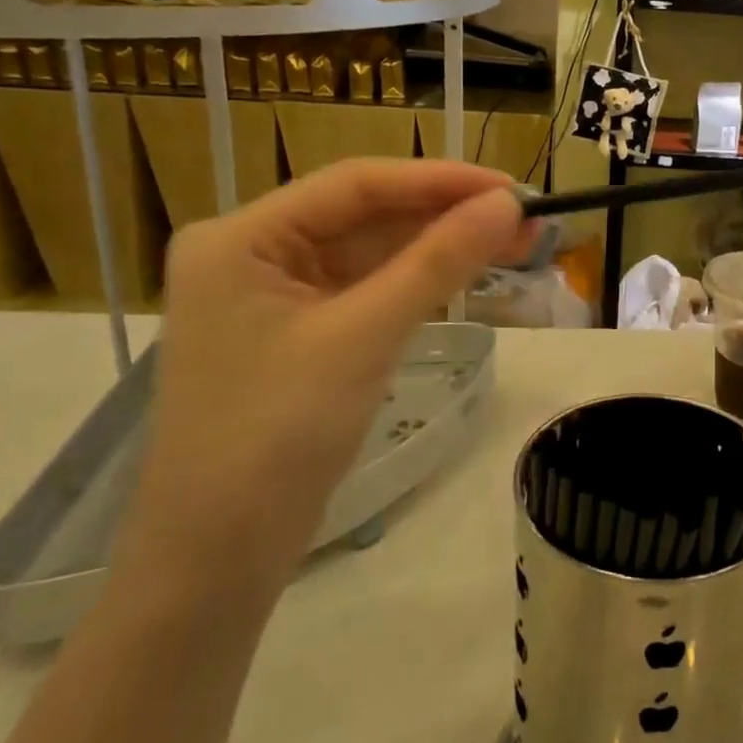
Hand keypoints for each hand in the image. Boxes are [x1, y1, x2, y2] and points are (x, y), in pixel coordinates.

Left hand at [119, 161, 533, 595]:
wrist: (217, 561)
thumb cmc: (276, 437)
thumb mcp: (364, 337)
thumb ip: (438, 262)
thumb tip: (509, 204)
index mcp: (241, 237)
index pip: (355, 185)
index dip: (440, 180)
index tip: (512, 188)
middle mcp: (252, 252)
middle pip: (365, 215)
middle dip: (446, 215)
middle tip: (525, 218)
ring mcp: (274, 294)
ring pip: (372, 250)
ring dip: (440, 246)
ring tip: (514, 239)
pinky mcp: (299, 331)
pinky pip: (367, 287)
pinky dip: (417, 280)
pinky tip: (466, 270)